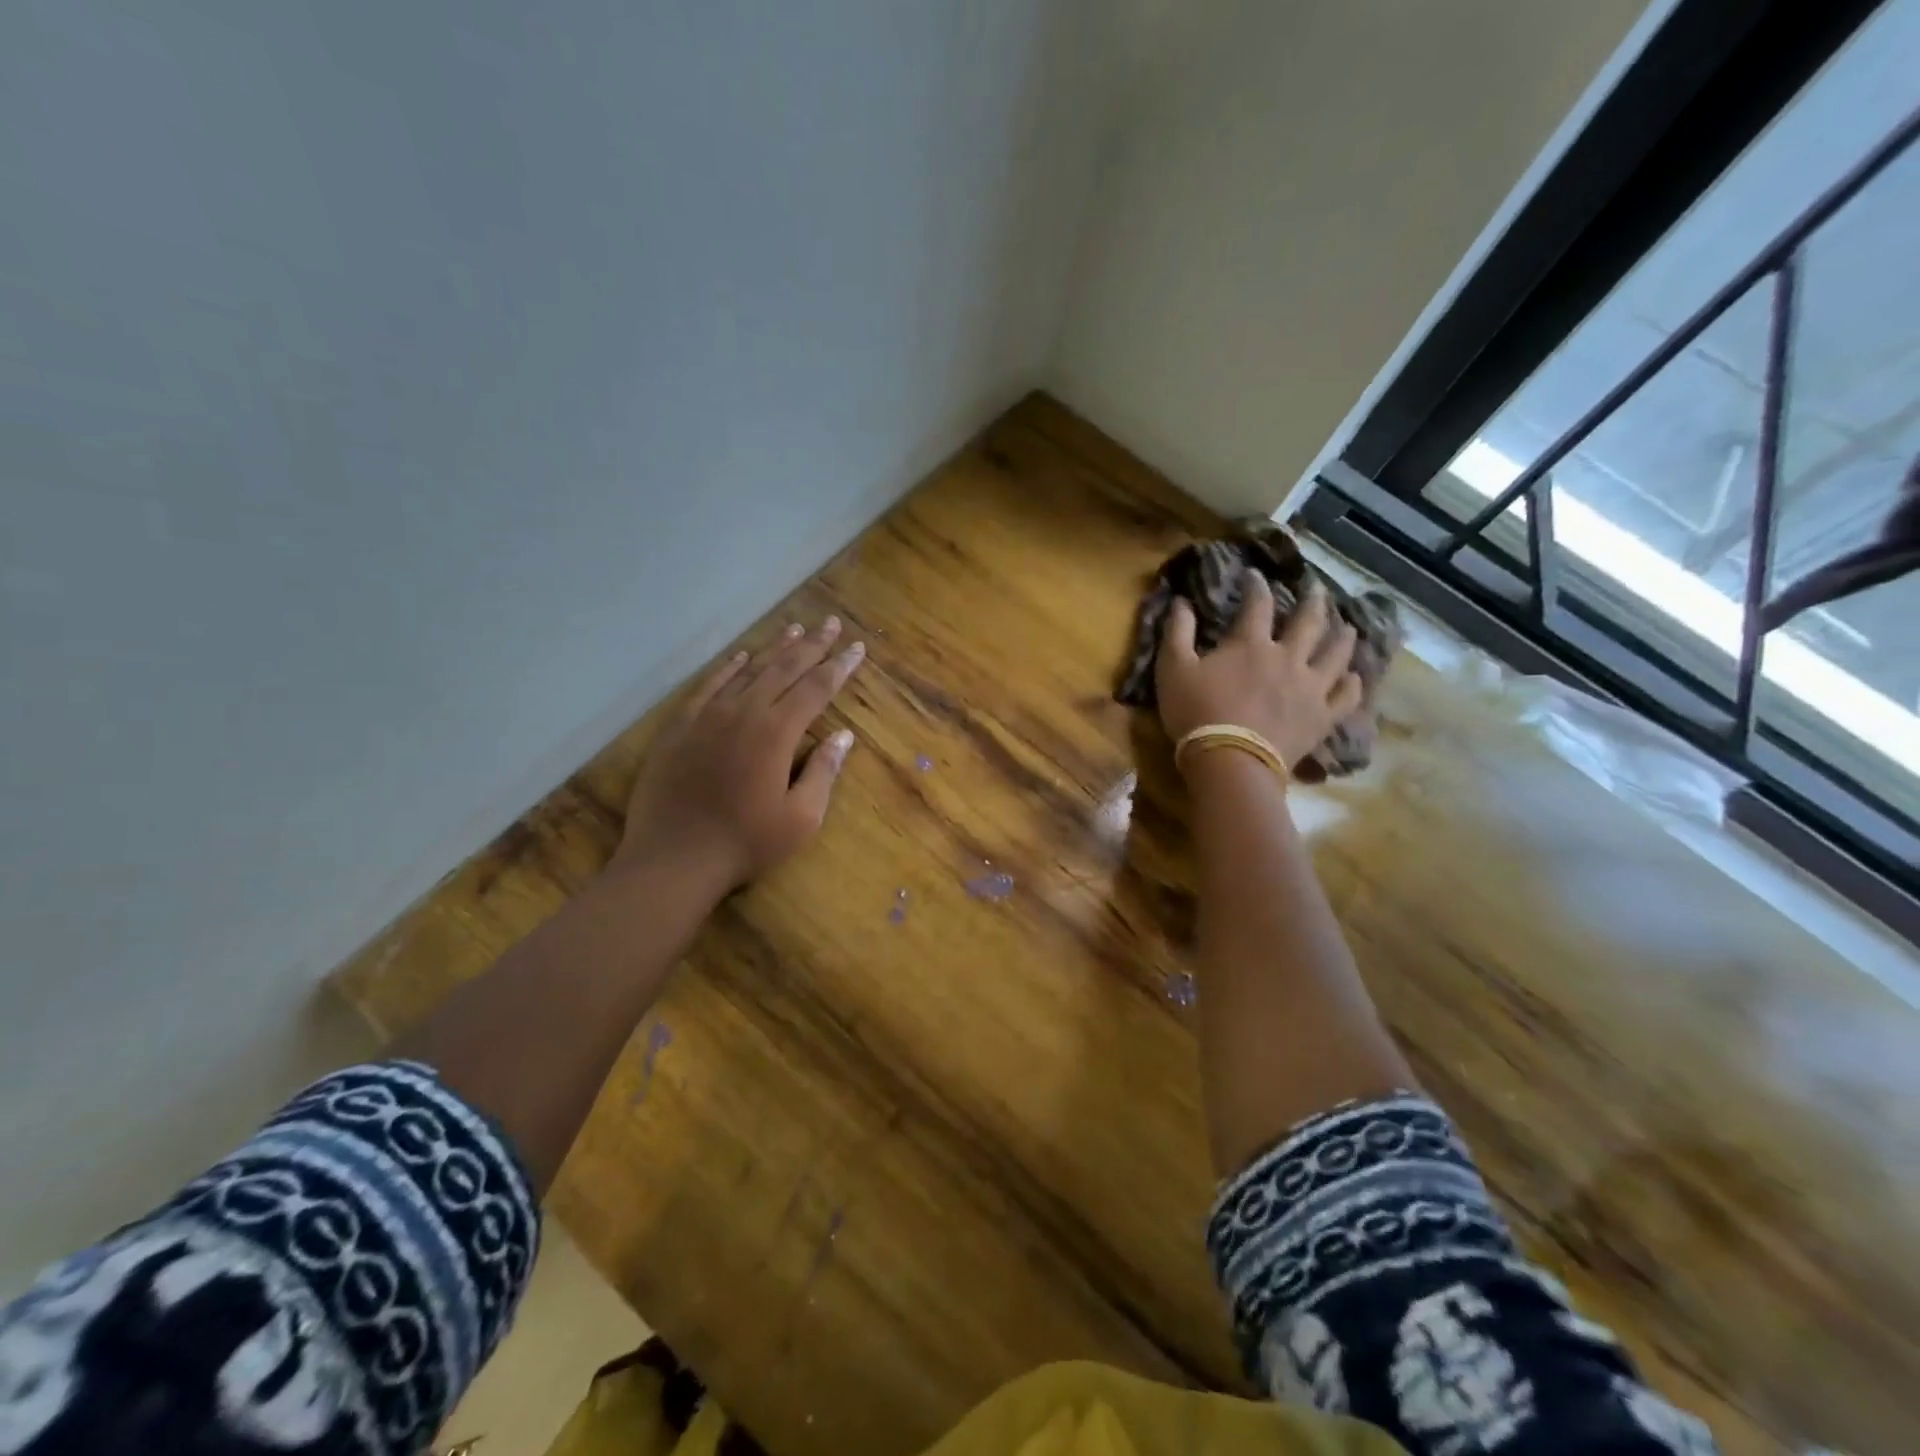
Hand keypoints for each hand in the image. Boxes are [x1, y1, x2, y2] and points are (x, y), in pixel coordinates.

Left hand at [618, 617, 864, 889]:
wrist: (674, 858)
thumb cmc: (745, 842)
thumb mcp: (801, 818)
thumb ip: (823, 772)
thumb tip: (844, 736)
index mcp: (777, 732)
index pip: (817, 688)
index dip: (840, 666)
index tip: (858, 648)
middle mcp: (744, 712)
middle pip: (784, 668)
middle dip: (813, 645)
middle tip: (831, 623)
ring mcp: (708, 715)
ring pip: (748, 670)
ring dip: (774, 648)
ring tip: (795, 629)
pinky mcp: (680, 726)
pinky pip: (709, 686)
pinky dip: (728, 668)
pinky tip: (741, 657)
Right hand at [1155, 570, 1361, 768]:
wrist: (1230, 761)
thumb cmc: (1197, 713)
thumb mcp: (1173, 669)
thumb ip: (1178, 632)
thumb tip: (1181, 602)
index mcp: (1250, 644)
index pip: (1257, 604)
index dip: (1256, 586)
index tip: (1255, 574)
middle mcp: (1287, 657)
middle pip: (1309, 622)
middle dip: (1313, 601)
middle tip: (1317, 589)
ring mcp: (1310, 687)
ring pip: (1336, 654)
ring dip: (1343, 637)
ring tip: (1347, 627)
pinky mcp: (1321, 717)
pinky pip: (1345, 697)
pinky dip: (1352, 684)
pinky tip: (1354, 677)